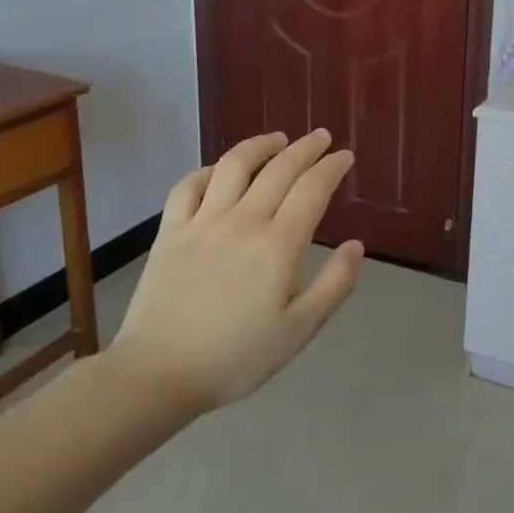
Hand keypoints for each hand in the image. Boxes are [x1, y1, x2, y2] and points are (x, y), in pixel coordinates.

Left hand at [109, 129, 363, 417]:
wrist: (156, 375)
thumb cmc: (234, 357)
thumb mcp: (298, 331)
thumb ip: (334, 285)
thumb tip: (357, 245)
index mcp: (277, 246)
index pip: (312, 190)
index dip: (332, 168)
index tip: (345, 156)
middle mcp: (242, 222)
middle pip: (279, 169)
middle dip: (306, 148)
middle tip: (322, 137)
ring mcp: (202, 223)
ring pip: (233, 166)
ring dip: (259, 145)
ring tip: (277, 138)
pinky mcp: (170, 233)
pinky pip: (187, 187)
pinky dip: (207, 170)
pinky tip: (219, 171)